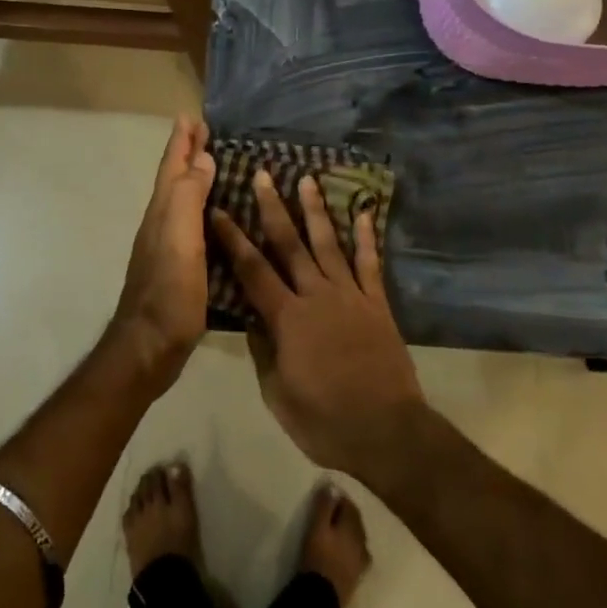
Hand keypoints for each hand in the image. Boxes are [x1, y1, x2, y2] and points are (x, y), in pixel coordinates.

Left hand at [108, 116, 215, 392]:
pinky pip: (191, 221)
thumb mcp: (181, 239)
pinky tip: (215, 214)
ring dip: (194, 177)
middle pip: (175, 178)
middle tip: (202, 130)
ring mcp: (168, 245)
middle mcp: (162, 222)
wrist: (149, 346)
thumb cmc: (169, 291)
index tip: (191, 115)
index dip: (182, 141)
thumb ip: (189, 197)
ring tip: (212, 163)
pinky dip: (201, 206)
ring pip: (181, 198)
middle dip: (187, 153)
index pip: (173, 166)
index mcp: (163, 211)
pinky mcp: (178, 266)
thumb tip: (202, 159)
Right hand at [212, 174, 425, 478]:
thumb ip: (263, 351)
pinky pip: (370, 263)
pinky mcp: (376, 303)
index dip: (233, 239)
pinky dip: (366, 237)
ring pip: (328, 244)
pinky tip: (364, 212)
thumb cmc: (325, 422)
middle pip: (289, 244)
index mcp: (287, 318)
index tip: (219, 210)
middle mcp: (316, 295)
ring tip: (307, 179)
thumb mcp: (277, 394)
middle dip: (273, 208)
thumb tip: (251, 317)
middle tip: (263, 175)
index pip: (252, 270)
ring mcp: (350, 296)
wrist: (387, 432)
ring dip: (315, 210)